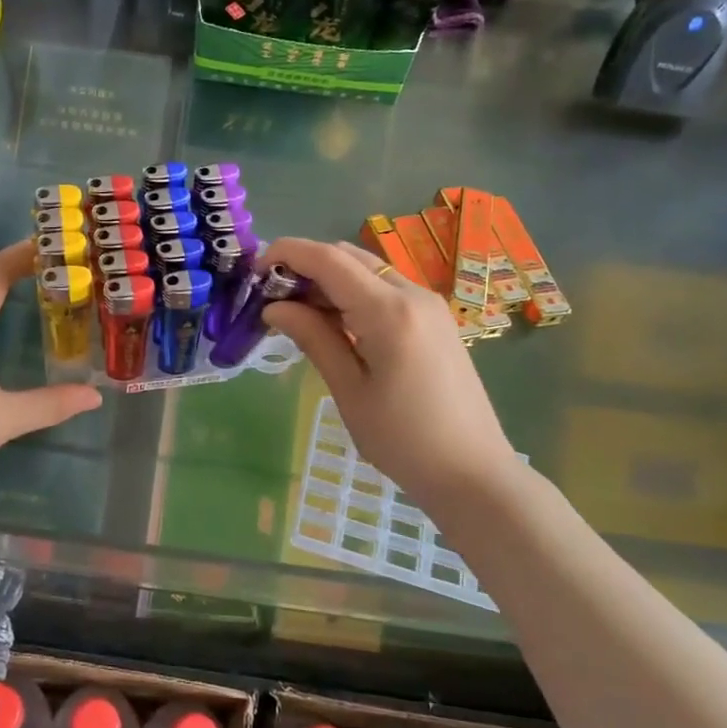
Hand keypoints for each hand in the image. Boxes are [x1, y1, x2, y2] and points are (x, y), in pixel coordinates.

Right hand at [260, 238, 521, 502]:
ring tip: (295, 312)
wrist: (474, 473)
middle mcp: (412, 294)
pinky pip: (384, 289)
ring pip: (367, 270)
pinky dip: (352, 293)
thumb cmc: (404, 440)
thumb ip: (313, 338)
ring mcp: (428, 305)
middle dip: (305, 265)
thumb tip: (274, 307)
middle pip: (348, 256)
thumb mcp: (349, 390)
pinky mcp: (434, 320)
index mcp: (389, 311)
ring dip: (328, 279)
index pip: (329, 259)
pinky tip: (333, 323)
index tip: (252, 271)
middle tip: (270, 296)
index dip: (287, 254)